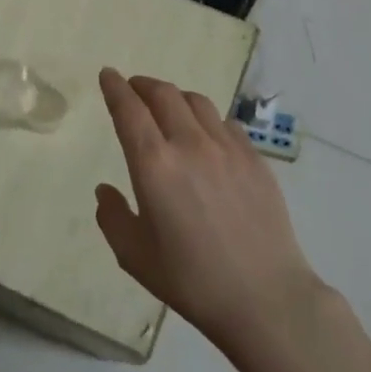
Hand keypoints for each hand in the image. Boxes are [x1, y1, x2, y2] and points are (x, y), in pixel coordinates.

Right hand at [94, 68, 324, 359]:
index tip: (107, 74)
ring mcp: (227, 148)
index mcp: (154, 165)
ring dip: (175, 97)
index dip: (115, 87)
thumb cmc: (192, 279)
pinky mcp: (255, 159)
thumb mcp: (135, 256)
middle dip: (143, 85)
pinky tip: (207, 135)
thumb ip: (112, 217)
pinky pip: (226, 123)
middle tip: (133, 88)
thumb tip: (105, 190)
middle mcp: (190, 144)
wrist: (265, 297)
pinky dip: (207, 119)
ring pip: (196, 102)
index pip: (128, 109)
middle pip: (163, 94)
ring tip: (168, 106)